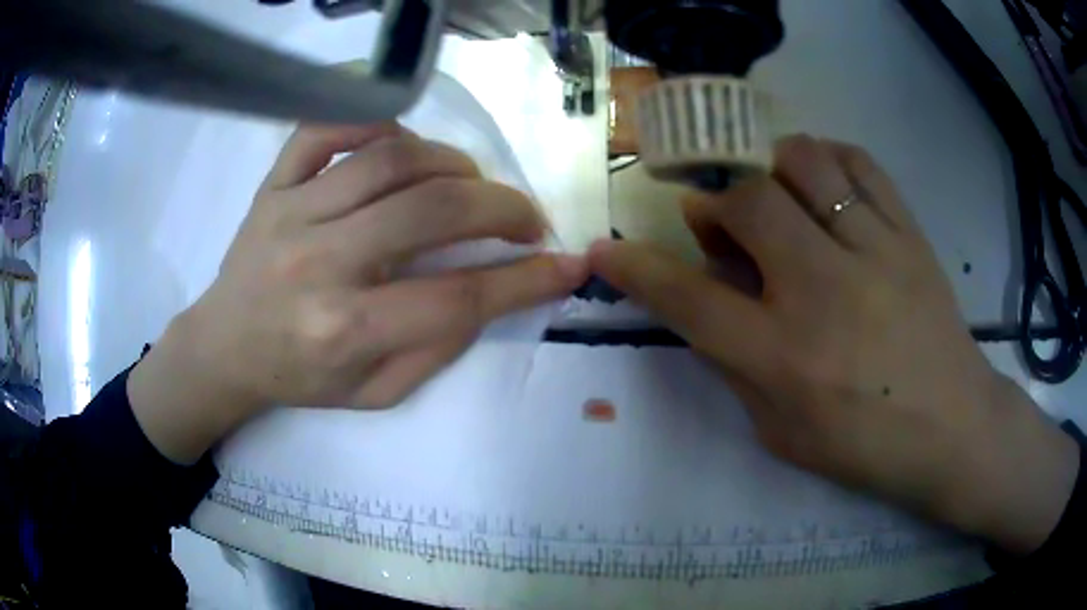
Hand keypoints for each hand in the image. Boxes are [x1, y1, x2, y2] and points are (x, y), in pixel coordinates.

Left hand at [129, 123, 587, 463]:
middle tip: (526, 220)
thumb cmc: (299, 378)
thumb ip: (437, 348)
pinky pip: (324, 129)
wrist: (225, 348)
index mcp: (345, 330)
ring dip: (453, 163)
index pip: (458, 296)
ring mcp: (290, 213)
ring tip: (471, 184)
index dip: (527, 279)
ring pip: (390, 158)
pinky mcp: (273, 185)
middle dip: (502, 208)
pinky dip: (374, 123)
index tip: (568, 264)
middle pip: (432, 210)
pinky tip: (403, 145)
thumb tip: (493, 291)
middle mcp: (318, 264)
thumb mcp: (376, 393)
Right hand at [590, 135, 1077, 553]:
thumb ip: (737, 366)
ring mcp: (873, 252)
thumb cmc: (865, 446)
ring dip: (770, 169)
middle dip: (715, 203)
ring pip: (803, 162)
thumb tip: (707, 299)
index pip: (688, 300)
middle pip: (745, 203)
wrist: (952, 428)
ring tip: (775, 195)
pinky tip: (825, 183)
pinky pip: (859, 163)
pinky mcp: (909, 233)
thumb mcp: (782, 433)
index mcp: (784, 358)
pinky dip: (828, 159)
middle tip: (720, 221)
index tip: (604, 249)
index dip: (635, 269)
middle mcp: (823, 292)